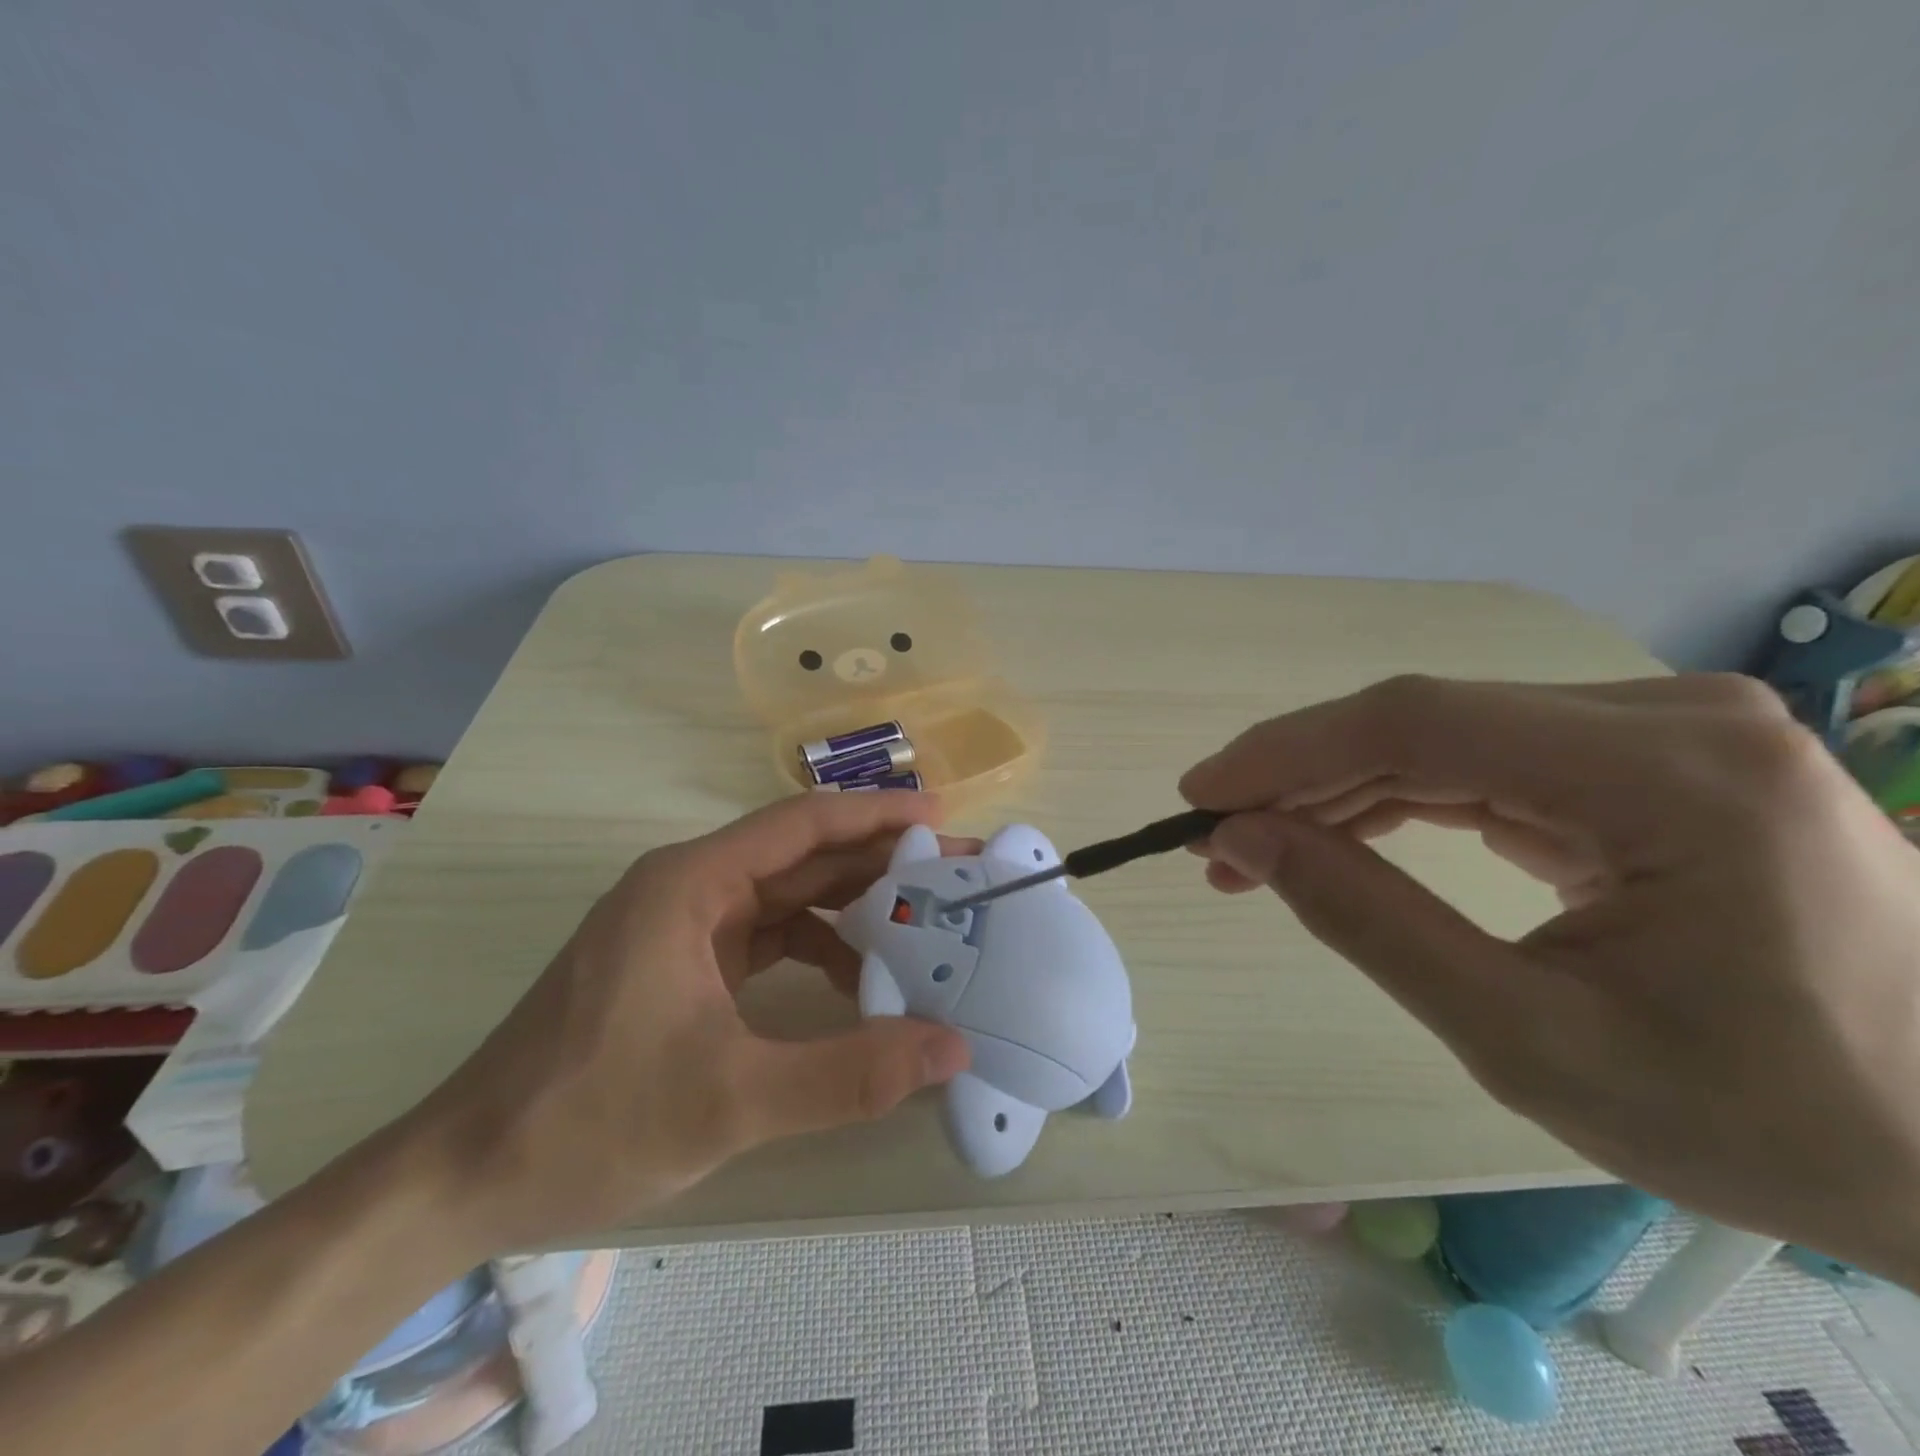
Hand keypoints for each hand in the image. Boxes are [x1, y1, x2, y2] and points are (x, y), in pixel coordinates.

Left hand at [412, 792, 972, 1252]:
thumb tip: (951, 1047)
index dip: (875, 814)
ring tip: (918, 928)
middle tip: (948, 875)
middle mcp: (688, 887)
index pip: (801, 824)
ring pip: (785, 895)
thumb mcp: (730, 1100)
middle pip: (799, 855)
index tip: (940, 820)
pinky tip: (855, 981)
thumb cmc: (589, 1119)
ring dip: (849, 908)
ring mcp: (682, 925)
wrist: (465, 1175)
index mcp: (690, 884)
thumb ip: (847, 1075)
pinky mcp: (681, 962)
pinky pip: (766, 935)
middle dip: (875, 861)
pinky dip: (816, 948)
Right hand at [1181, 674, 1919, 1280]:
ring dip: (1337, 788)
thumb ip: (1369, 922)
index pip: (1419, 725)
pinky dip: (1394, 797)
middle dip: (1300, 777)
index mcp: (1670, 777)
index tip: (1196, 798)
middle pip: (1426, 720)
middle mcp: (1670, 717)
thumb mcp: (1530, 1040)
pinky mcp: (1645, 759)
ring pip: (1444, 735)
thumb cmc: (1765, 1120)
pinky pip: (1482, 759)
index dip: (1286, 753)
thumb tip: (1244, 839)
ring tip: (1257, 848)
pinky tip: (1337, 834)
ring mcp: (1663, 730)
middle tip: (1216, 841)